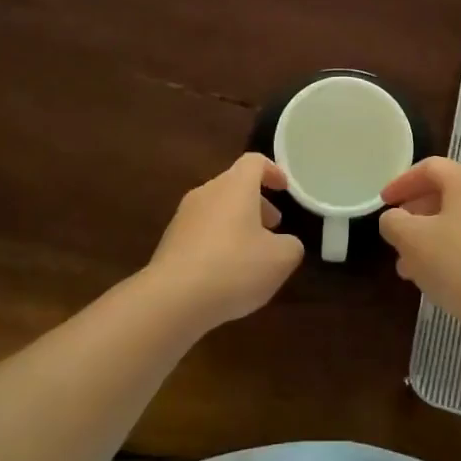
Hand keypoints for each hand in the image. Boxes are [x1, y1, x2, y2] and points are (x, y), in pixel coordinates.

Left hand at [146, 154, 304, 330]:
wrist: (172, 299)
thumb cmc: (234, 268)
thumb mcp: (280, 260)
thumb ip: (291, 245)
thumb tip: (286, 243)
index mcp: (235, 186)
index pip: (254, 162)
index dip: (272, 171)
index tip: (284, 189)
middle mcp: (207, 193)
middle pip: (234, 185)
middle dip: (256, 203)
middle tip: (273, 226)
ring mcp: (184, 216)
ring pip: (217, 209)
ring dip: (237, 223)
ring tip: (251, 254)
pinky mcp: (170, 242)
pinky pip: (200, 232)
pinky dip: (217, 242)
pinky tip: (225, 273)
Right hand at [379, 158, 460, 327]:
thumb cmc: (457, 263)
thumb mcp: (411, 239)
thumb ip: (393, 221)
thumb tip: (394, 219)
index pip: (429, 168)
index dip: (401, 182)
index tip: (383, 202)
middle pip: (444, 193)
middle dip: (414, 214)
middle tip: (395, 233)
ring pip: (457, 220)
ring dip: (429, 236)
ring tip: (407, 265)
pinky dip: (449, 249)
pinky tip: (434, 277)